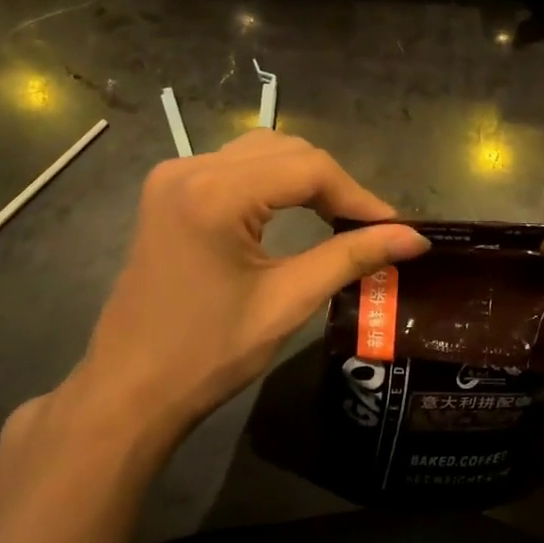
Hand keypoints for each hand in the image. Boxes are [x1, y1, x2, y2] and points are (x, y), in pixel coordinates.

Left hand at [51, 130, 428, 461]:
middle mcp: (190, 169)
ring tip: (340, 219)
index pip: (308, 168)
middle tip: (370, 227)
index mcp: (215, 193)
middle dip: (333, 185)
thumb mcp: (287, 303)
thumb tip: (415, 238)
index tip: (396, 227)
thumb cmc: (207, 355)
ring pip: (260, 153)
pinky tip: (295, 211)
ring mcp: (173, 177)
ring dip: (304, 179)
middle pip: (285, 151)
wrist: (128, 391)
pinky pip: (234, 168)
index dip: (358, 195)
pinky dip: (272, 184)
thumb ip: (352, 258)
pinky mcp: (168, 193)